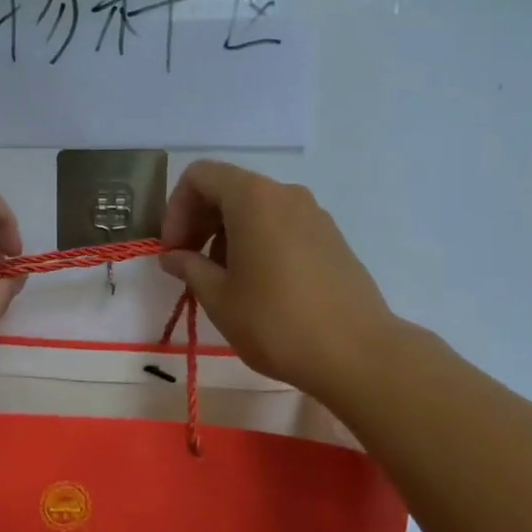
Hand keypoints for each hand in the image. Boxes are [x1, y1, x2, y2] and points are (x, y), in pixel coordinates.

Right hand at [159, 160, 398, 399]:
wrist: (358, 355)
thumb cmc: (276, 322)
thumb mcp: (219, 298)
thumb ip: (189, 267)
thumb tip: (173, 256)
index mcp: (252, 198)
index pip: (199, 176)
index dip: (176, 209)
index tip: (173, 250)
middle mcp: (285, 194)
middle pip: (228, 188)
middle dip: (199, 221)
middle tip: (188, 264)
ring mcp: (314, 214)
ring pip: (256, 208)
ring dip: (227, 234)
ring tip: (222, 280)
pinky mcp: (331, 238)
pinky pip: (282, 225)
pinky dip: (257, 241)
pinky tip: (258, 285)